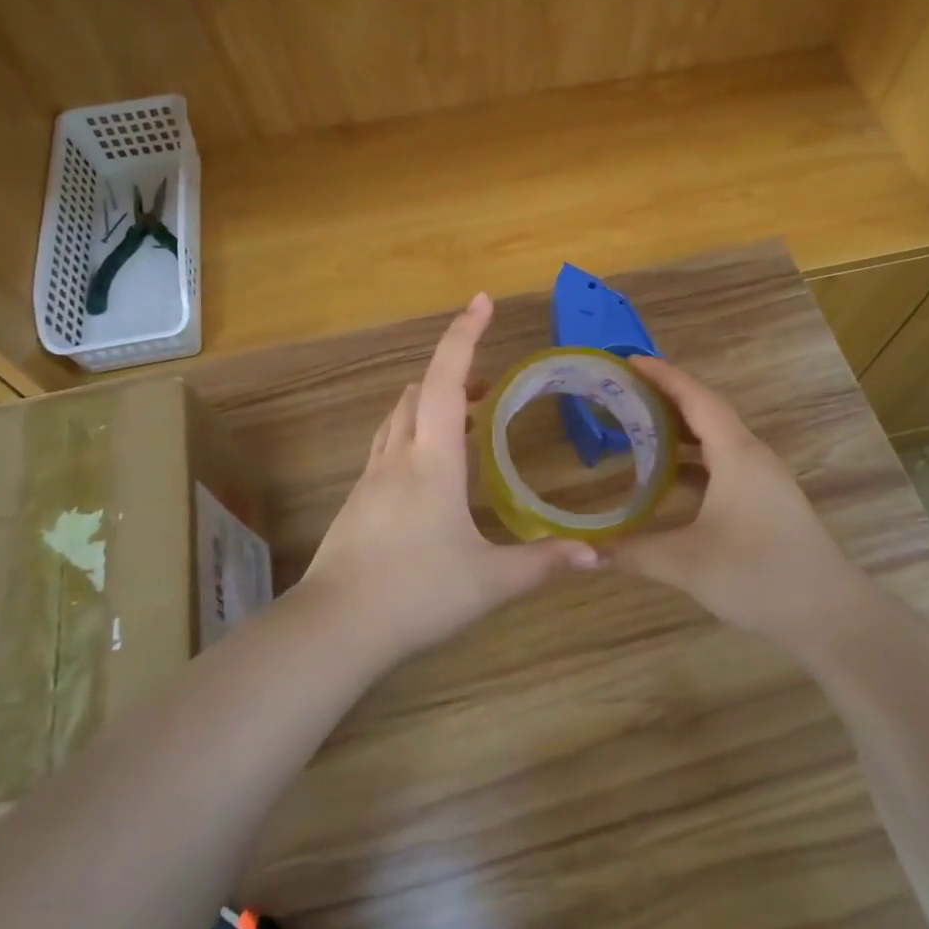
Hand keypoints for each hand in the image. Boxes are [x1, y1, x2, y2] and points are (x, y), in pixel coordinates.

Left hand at [296, 294, 599, 660]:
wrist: (335, 627)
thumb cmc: (416, 593)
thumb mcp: (489, 582)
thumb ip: (542, 564)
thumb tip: (593, 554)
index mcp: (433, 460)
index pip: (447, 379)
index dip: (464, 335)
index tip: (482, 301)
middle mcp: (399, 456)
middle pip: (420, 391)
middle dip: (453, 374)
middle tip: (486, 389)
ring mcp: (371, 477)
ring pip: (399, 417)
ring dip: (430, 404)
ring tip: (465, 423)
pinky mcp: (357, 500)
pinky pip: (387, 446)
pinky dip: (412, 434)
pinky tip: (430, 471)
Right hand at [609, 356, 864, 652]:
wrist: (831, 615)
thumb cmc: (758, 576)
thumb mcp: (686, 563)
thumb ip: (631, 552)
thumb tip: (583, 552)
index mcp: (736, 454)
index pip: (695, 397)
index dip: (662, 375)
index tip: (628, 360)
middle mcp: (752, 455)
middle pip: (706, 410)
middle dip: (666, 396)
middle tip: (624, 390)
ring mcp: (764, 477)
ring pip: (717, 437)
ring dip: (681, 427)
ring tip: (640, 424)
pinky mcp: (767, 499)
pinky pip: (725, 460)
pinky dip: (694, 457)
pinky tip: (669, 475)